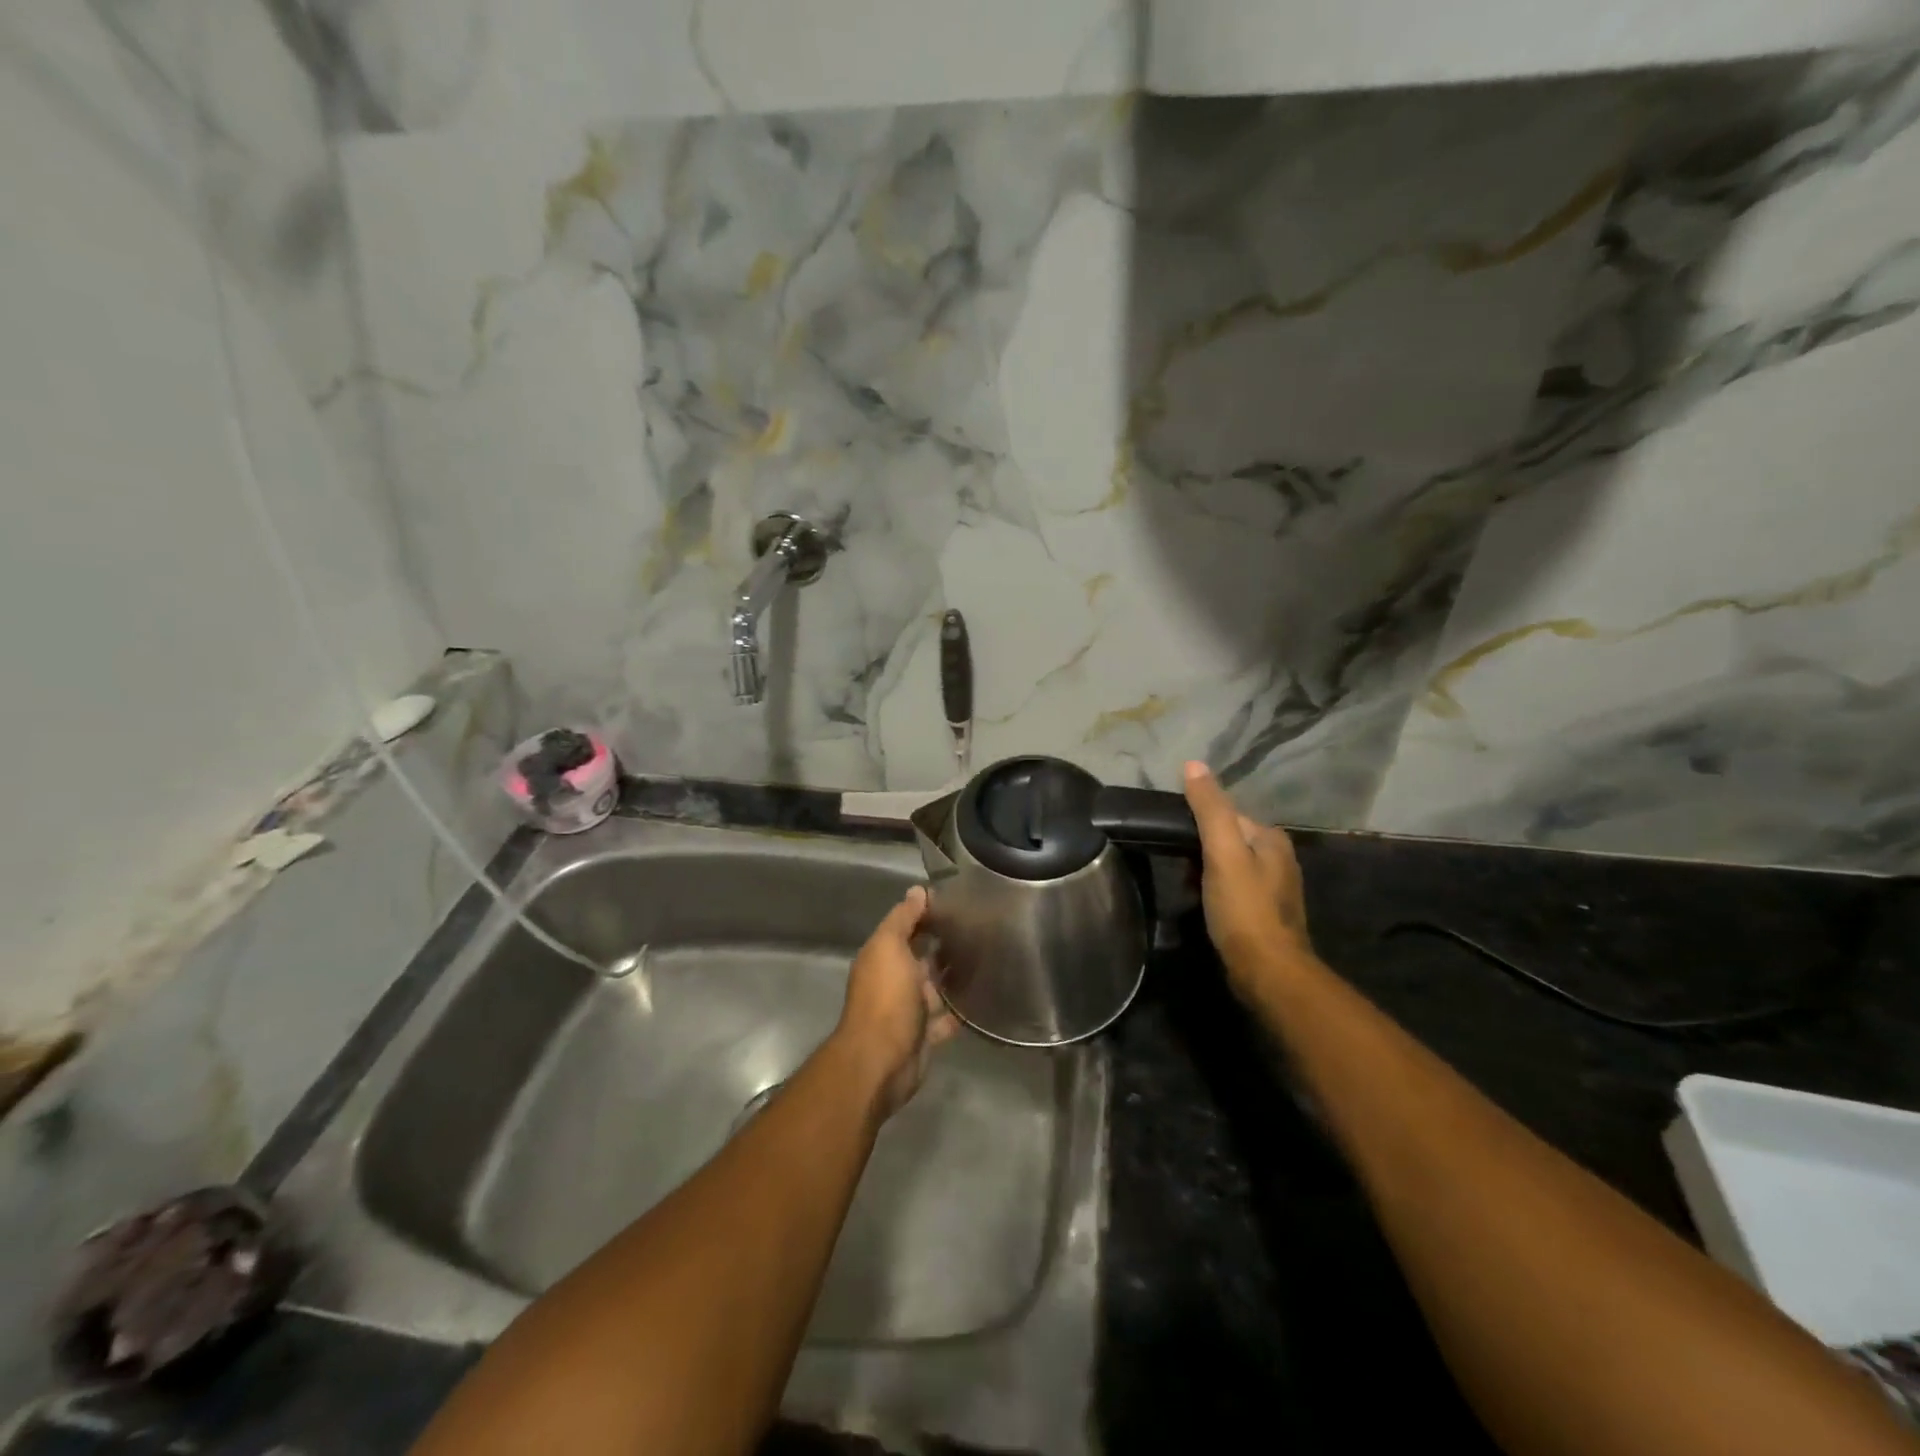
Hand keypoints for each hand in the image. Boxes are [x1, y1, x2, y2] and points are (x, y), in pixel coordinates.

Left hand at [834, 886, 959, 1118]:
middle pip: (921, 956)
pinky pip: (946, 1018)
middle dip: (943, 942)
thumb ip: (902, 919)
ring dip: (953, 976)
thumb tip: (917, 890)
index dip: (926, 912)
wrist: (882, 1062)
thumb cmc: (886, 998)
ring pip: (935, 987)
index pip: (906, 926)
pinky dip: (959, 1010)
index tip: (958, 899)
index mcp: (883, 957)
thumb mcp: (890, 948)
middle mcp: (895, 980)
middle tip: (980, 927)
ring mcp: (910, 1010)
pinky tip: (982, 997)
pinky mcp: (925, 1035)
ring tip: (987, 957)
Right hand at [1182, 761, 1313, 992]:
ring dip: (1204, 872)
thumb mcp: (1222, 852)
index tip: (1174, 841)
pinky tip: (1202, 905)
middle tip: (1177, 868)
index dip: (1197, 824)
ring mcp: (1274, 888)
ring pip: (1228, 865)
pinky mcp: (1264, 914)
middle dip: (1199, 850)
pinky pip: (1232, 889)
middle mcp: (1279, 858)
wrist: (1267, 972)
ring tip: (1185, 888)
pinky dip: (1214, 892)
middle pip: (1227, 839)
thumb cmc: (1244, 908)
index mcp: (1272, 838)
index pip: (1226, 815)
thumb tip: (1193, 764)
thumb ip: (1209, 808)